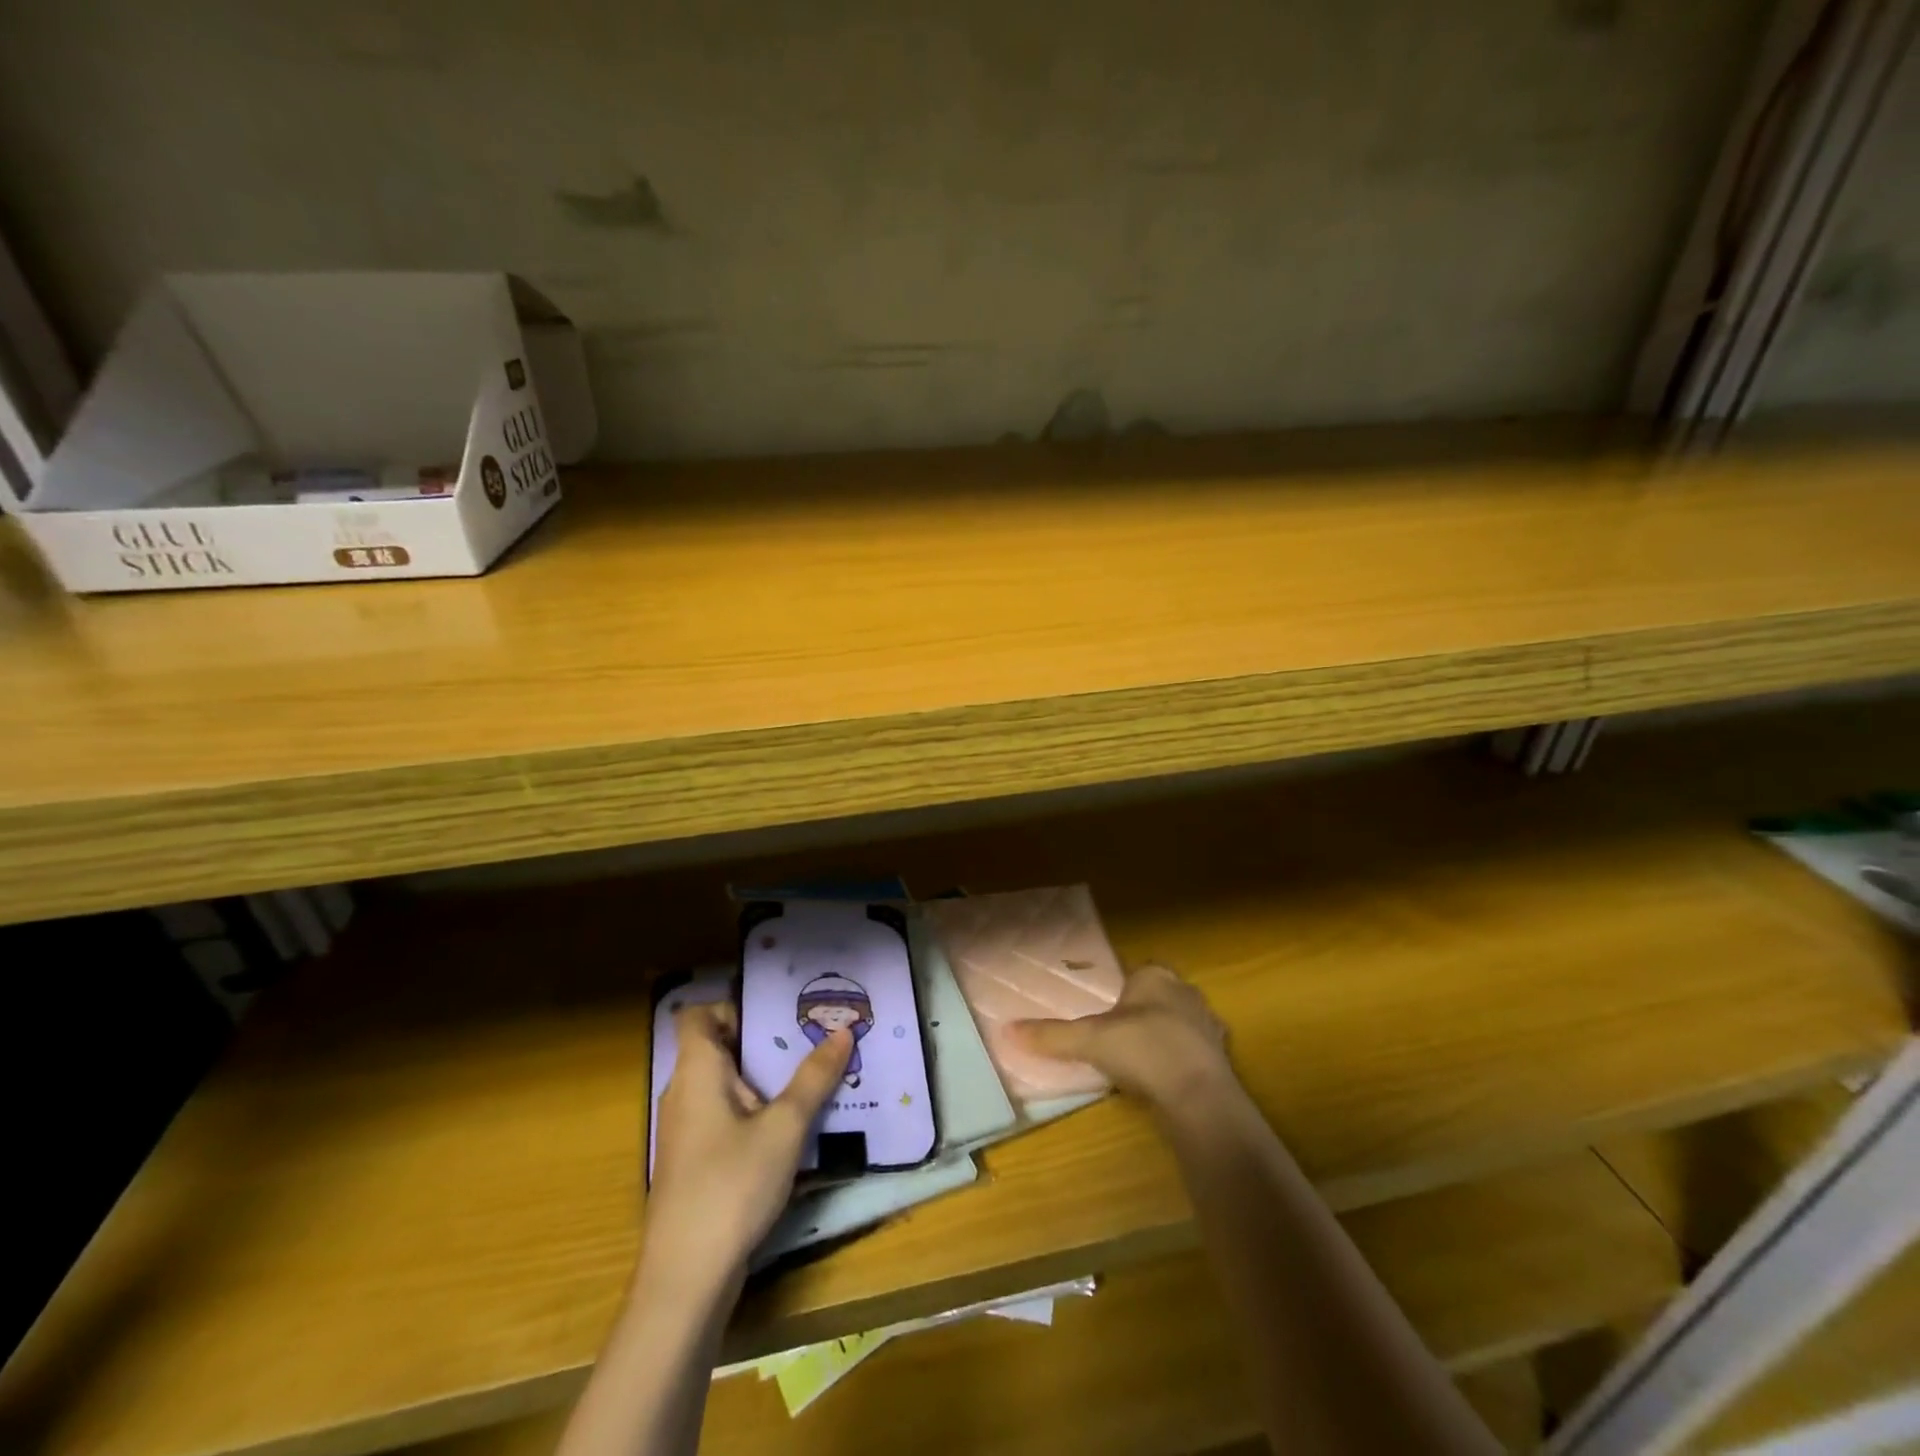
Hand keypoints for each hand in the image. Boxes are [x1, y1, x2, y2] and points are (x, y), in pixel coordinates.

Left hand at [643, 1002, 850, 1289]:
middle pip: (716, 1047)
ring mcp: (685, 1131)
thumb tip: (842, 1031)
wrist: (686, 1279)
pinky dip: (753, 1110)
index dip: (732, 1006)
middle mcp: (684, 1093)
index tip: (776, 1014)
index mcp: (697, 1071)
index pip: (697, 1015)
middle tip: (810, 1038)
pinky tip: (790, 1127)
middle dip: (762, 1040)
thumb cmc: (732, 1185)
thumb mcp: (785, 1127)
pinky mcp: (693, 1163)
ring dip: (762, 1078)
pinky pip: (723, 1116)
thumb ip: (814, 1078)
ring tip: (810, 1076)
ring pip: (723, 1085)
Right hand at [1009, 962, 1233, 1112]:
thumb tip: (1006, 1030)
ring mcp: (1208, 1025)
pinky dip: (1179, 1064)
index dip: (1121, 992)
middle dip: (1142, 1014)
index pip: (1137, 973)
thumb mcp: (1088, 1040)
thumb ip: (1051, 1035)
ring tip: (1138, 1063)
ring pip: (1178, 1024)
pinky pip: (1193, 1053)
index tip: (1105, 1015)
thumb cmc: (1142, 1050)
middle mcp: (1186, 992)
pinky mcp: (1222, 1058)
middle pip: (1158, 998)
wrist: (1199, 1096)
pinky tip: (1163, 1082)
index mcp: (1156, 976)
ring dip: (1162, 1039)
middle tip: (1118, 1038)